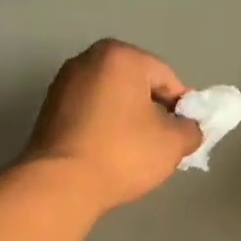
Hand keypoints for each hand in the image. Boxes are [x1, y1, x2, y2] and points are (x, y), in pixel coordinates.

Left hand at [22, 39, 200, 212]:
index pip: (168, 79)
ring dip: (128, 121)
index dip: (183, 109)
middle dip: (154, 112)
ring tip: (135, 153)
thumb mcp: (173, 143)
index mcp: (121, 56)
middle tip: (162, 145)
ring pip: (112, 100)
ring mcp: (63, 82)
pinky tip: (109, 154)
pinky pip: (90, 113)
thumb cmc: (123, 154)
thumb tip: (189, 128)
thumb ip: (192, 129)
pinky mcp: (48, 108)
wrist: (61, 184)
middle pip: (137, 85)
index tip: (185, 135)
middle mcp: (88, 59)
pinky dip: (105, 128)